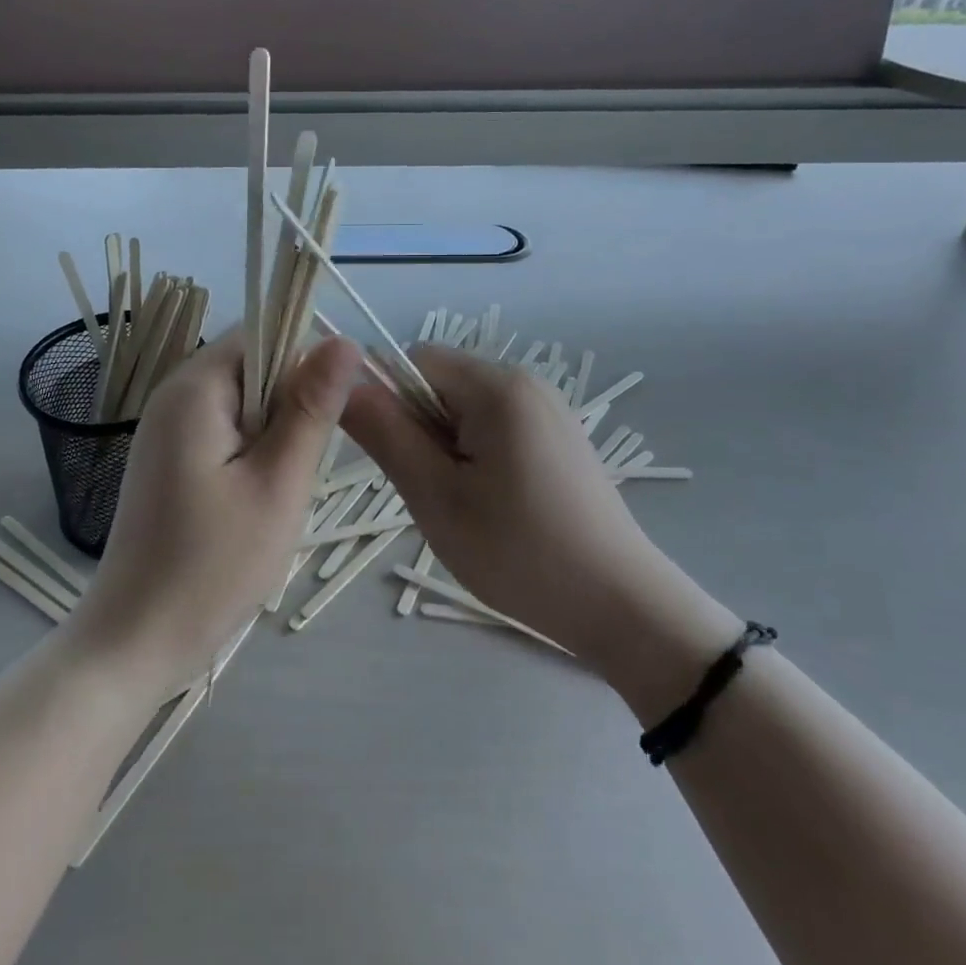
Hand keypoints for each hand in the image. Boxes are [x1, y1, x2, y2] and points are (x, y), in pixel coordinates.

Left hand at [69, 329, 363, 692]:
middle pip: (253, 366)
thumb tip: (344, 340)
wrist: (137, 640)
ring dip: (274, 435)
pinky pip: (225, 431)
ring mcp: (167, 428)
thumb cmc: (213, 565)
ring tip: (279, 490)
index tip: (331, 415)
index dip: (306, 361)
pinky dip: (252, 454)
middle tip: (300, 468)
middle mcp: (174, 395)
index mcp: (195, 387)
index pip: (263, 333)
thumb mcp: (279, 483)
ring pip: (244, 402)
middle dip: (290, 405)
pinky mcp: (169, 459)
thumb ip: (311, 407)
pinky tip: (256, 501)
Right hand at [339, 345, 667, 661]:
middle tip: (433, 492)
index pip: (414, 359)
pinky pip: (495, 427)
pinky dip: (477, 457)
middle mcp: (525, 382)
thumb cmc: (519, 551)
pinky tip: (495, 507)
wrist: (621, 605)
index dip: (390, 400)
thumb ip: (385, 434)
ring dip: (447, 448)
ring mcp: (548, 409)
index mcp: (496, 386)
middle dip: (421, 429)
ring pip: (465, 410)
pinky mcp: (559, 437)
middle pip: (441, 382)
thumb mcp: (435, 496)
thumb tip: (344, 385)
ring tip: (465, 506)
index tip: (398, 458)